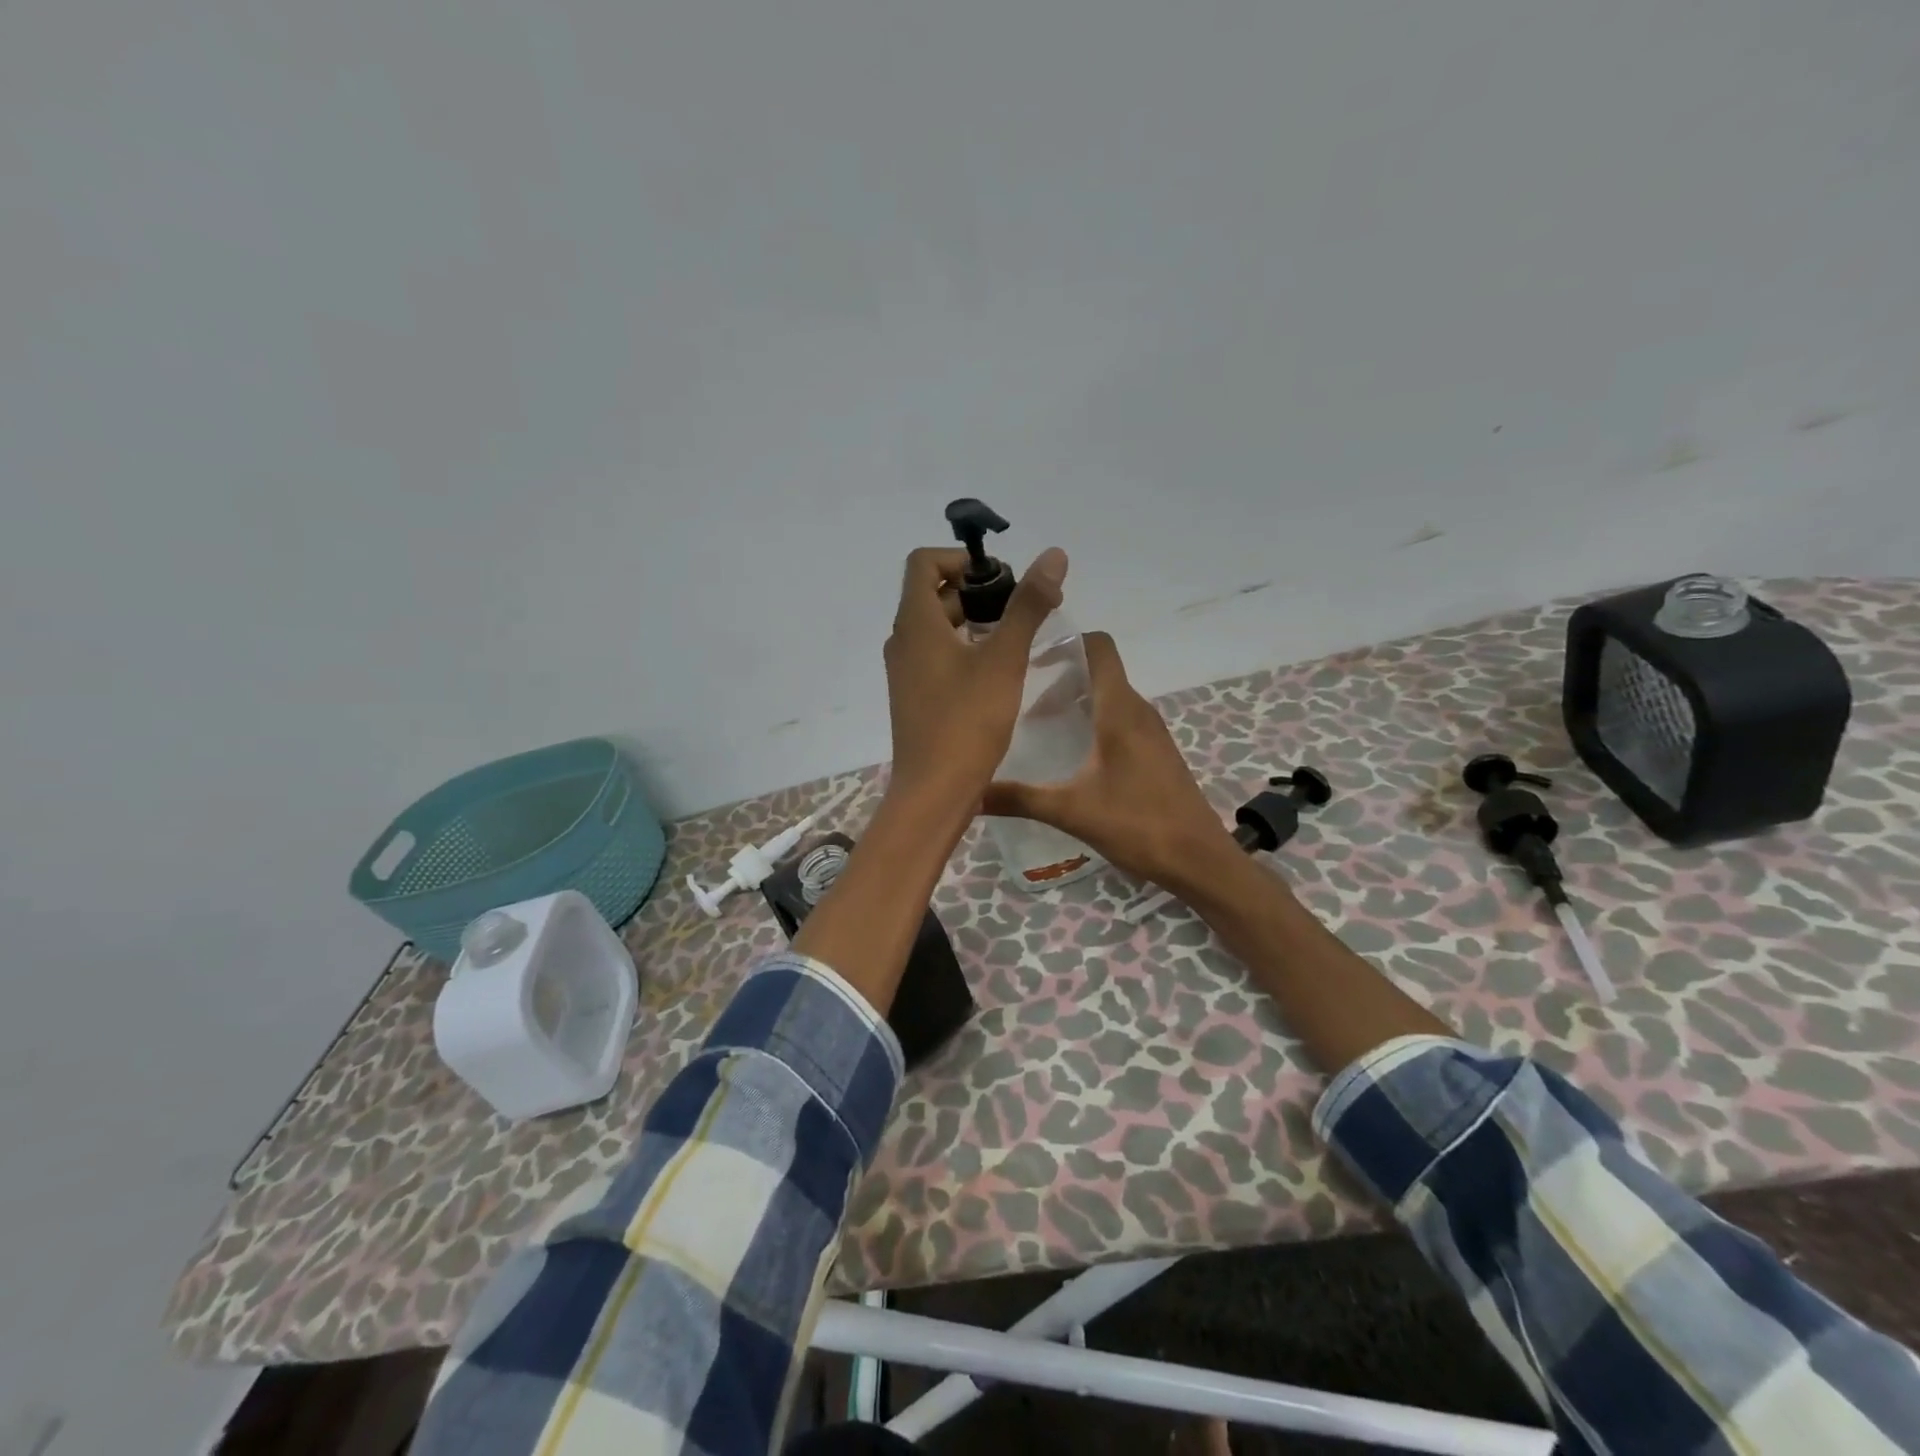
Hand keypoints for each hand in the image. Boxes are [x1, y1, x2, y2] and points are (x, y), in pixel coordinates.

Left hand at [883, 544, 1067, 811]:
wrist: (934, 791)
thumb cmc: (966, 721)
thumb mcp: (1004, 659)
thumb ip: (1027, 605)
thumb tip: (1052, 555)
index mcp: (915, 623)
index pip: (924, 563)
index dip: (961, 559)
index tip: (1000, 579)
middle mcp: (903, 641)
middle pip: (934, 594)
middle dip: (977, 591)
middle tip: (1021, 608)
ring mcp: (906, 671)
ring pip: (938, 628)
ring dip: (974, 621)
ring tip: (1016, 638)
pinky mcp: (915, 696)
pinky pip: (938, 656)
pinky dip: (965, 649)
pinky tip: (998, 671)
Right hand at [982, 632, 1237, 892]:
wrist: (1199, 861)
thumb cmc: (1138, 824)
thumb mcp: (1071, 811)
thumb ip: (1020, 798)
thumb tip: (969, 792)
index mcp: (1120, 710)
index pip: (1099, 647)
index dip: (1067, 642)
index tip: (1030, 658)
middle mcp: (1138, 711)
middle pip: (1098, 672)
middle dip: (1059, 679)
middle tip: (1019, 701)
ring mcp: (1151, 732)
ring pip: (1108, 698)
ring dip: (1075, 703)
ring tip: (1036, 727)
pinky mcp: (1155, 753)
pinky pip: (1119, 721)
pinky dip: (1093, 723)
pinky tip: (1069, 756)